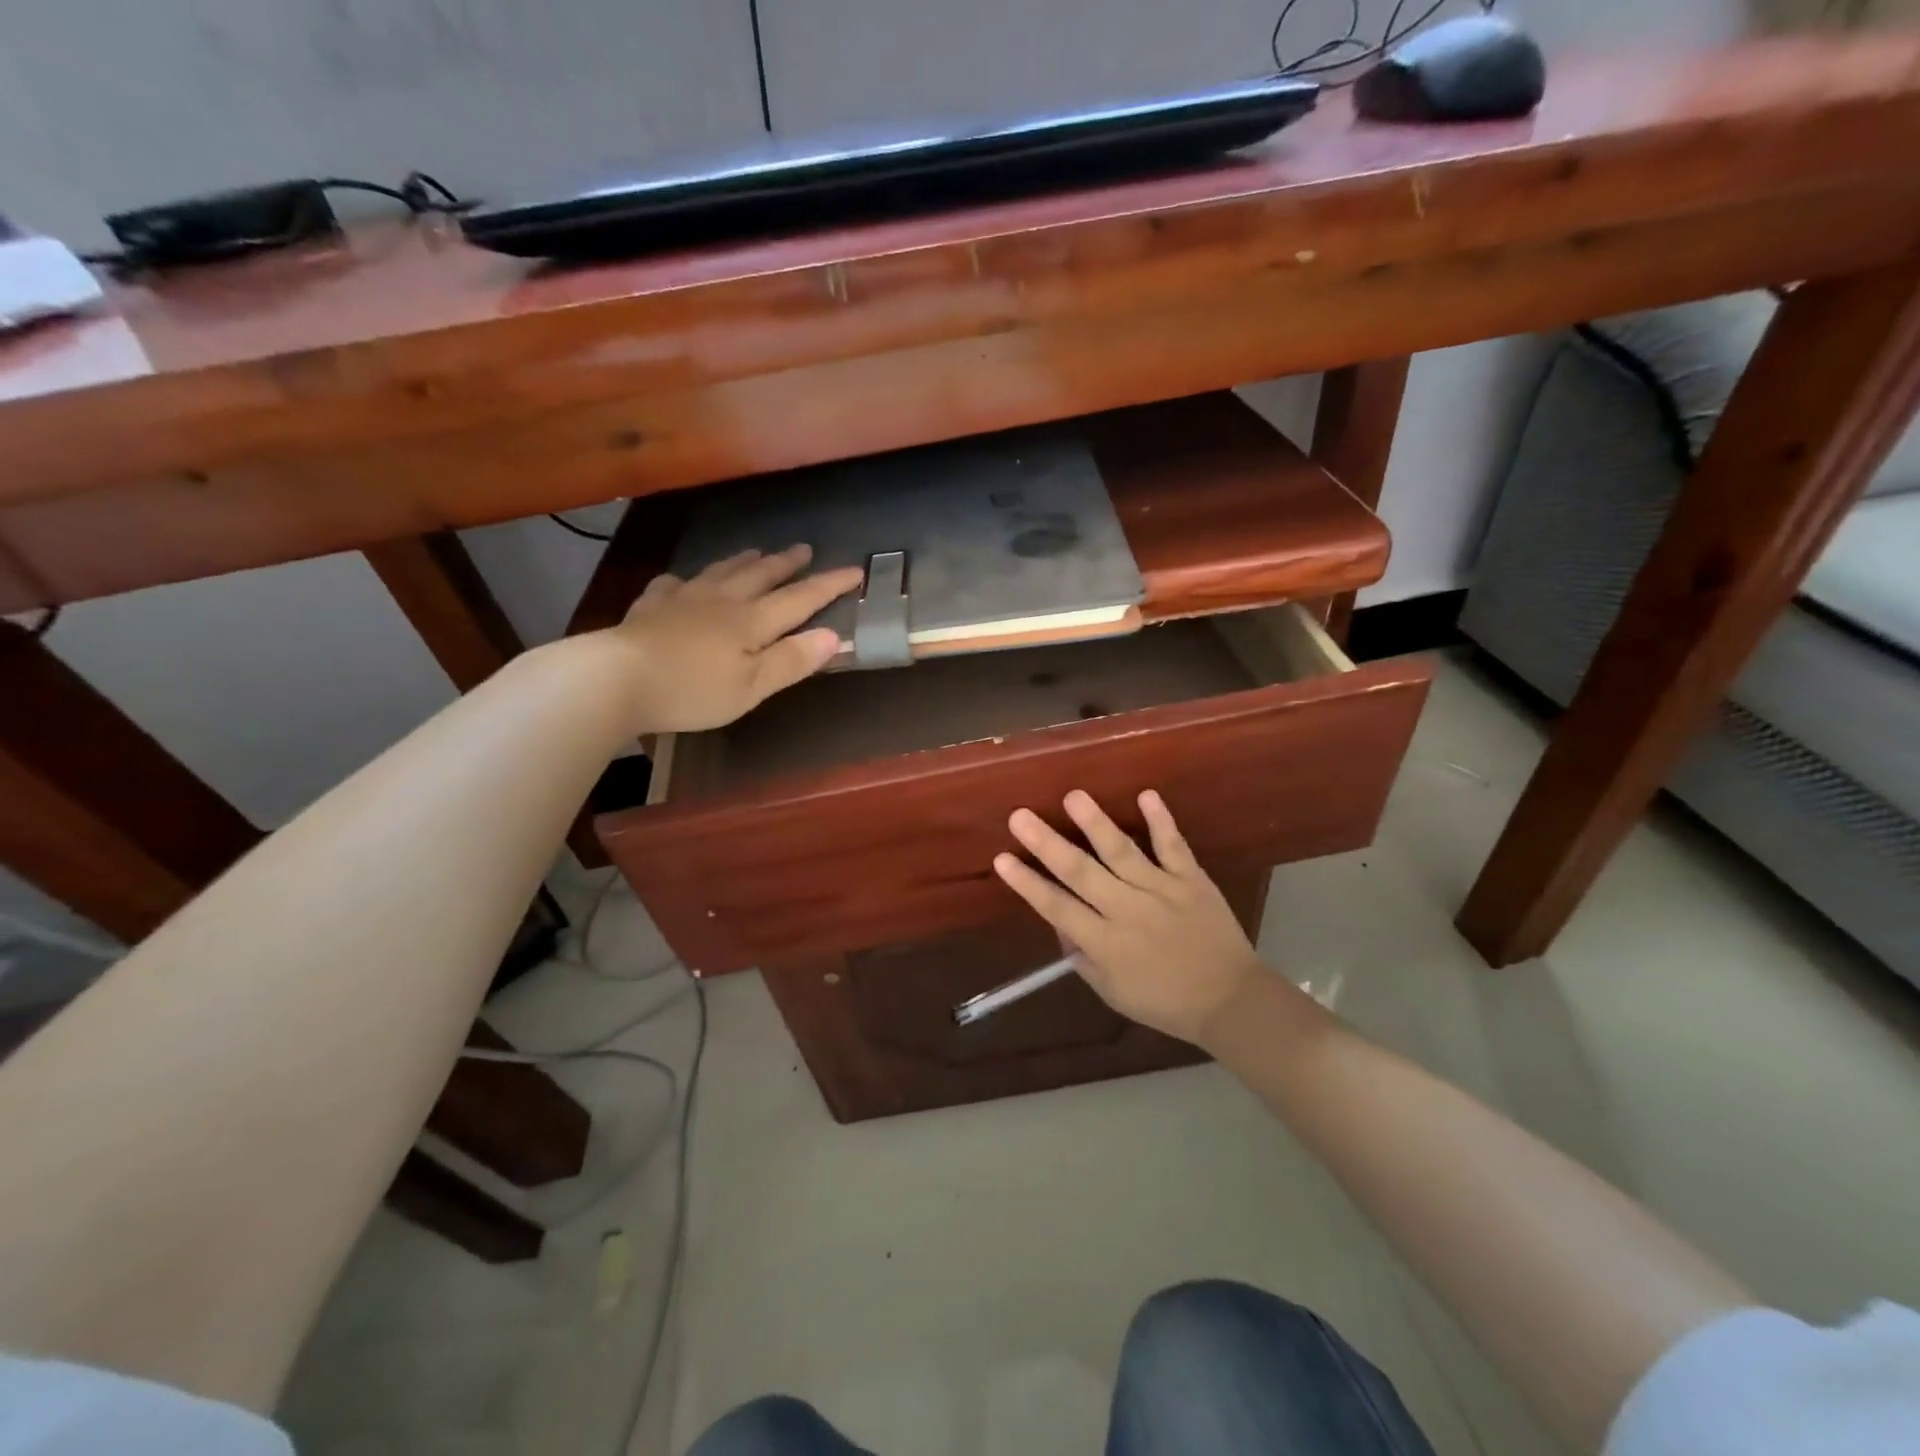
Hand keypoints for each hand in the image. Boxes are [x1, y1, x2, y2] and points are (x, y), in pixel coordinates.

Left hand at [605, 545, 862, 733]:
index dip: (829, 585)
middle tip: (804, 549)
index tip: (855, 570)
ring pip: (720, 572)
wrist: (614, 679)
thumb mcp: (751, 687)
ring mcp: (682, 600)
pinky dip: (684, 580)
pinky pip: (672, 585)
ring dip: (743, 562)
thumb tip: (834, 636)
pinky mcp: (649, 608)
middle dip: (786, 564)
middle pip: (760, 576)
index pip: (800, 599)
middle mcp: (721, 602)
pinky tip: (681, 581)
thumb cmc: (692, 690)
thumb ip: (791, 660)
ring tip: (756, 551)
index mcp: (751, 622)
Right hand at [992, 790, 1269, 1047]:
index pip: (1057, 908)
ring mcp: (1162, 891)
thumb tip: (1060, 923)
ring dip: (1096, 824)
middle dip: (1047, 843)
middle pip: (1081, 873)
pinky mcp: (1192, 880)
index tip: (1001, 859)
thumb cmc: (1164, 1002)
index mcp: (1106, 943)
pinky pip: (1174, 847)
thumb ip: (1083, 958)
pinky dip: (1161, 821)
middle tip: (1020, 816)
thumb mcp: (1112, 992)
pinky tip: (1146, 795)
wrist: (1230, 1001)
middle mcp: (1128, 911)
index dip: (1028, 883)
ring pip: (1123, 852)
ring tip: (1074, 796)